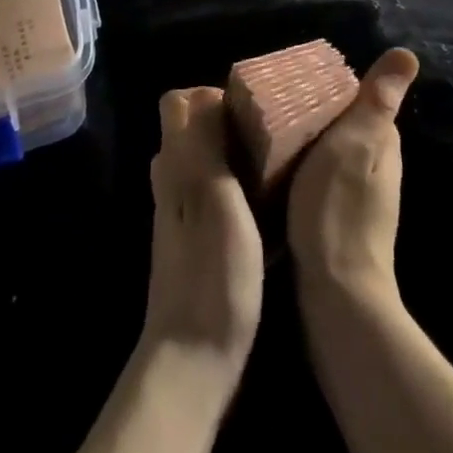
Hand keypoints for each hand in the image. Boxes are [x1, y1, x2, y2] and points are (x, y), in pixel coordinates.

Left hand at [142, 87, 263, 400]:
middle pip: (193, 129)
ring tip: (278, 161)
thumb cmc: (212, 272)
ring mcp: (183, 216)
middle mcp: (173, 182)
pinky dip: (240, 188)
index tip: (250, 105)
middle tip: (273, 130)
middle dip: (229, 120)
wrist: (194, 360)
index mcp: (176, 164)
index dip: (209, 94)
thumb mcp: (214, 195)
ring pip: (207, 162)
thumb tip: (207, 92)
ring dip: (237, 154)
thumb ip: (205, 142)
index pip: (177, 102)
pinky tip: (271, 205)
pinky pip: (217, 196)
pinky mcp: (198, 244)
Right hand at [287, 49, 419, 306]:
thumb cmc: (339, 207)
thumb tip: (408, 54)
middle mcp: (376, 165)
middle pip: (339, 123)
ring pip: (326, 151)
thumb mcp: (356, 142)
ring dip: (301, 141)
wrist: (336, 291)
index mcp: (383, 142)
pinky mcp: (337, 217)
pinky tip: (272, 173)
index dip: (325, 86)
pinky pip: (315, 177)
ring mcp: (358, 195)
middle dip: (310, 112)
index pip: (355, 97)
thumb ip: (376, 101)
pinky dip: (298, 168)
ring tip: (262, 135)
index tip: (290, 82)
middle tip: (268, 107)